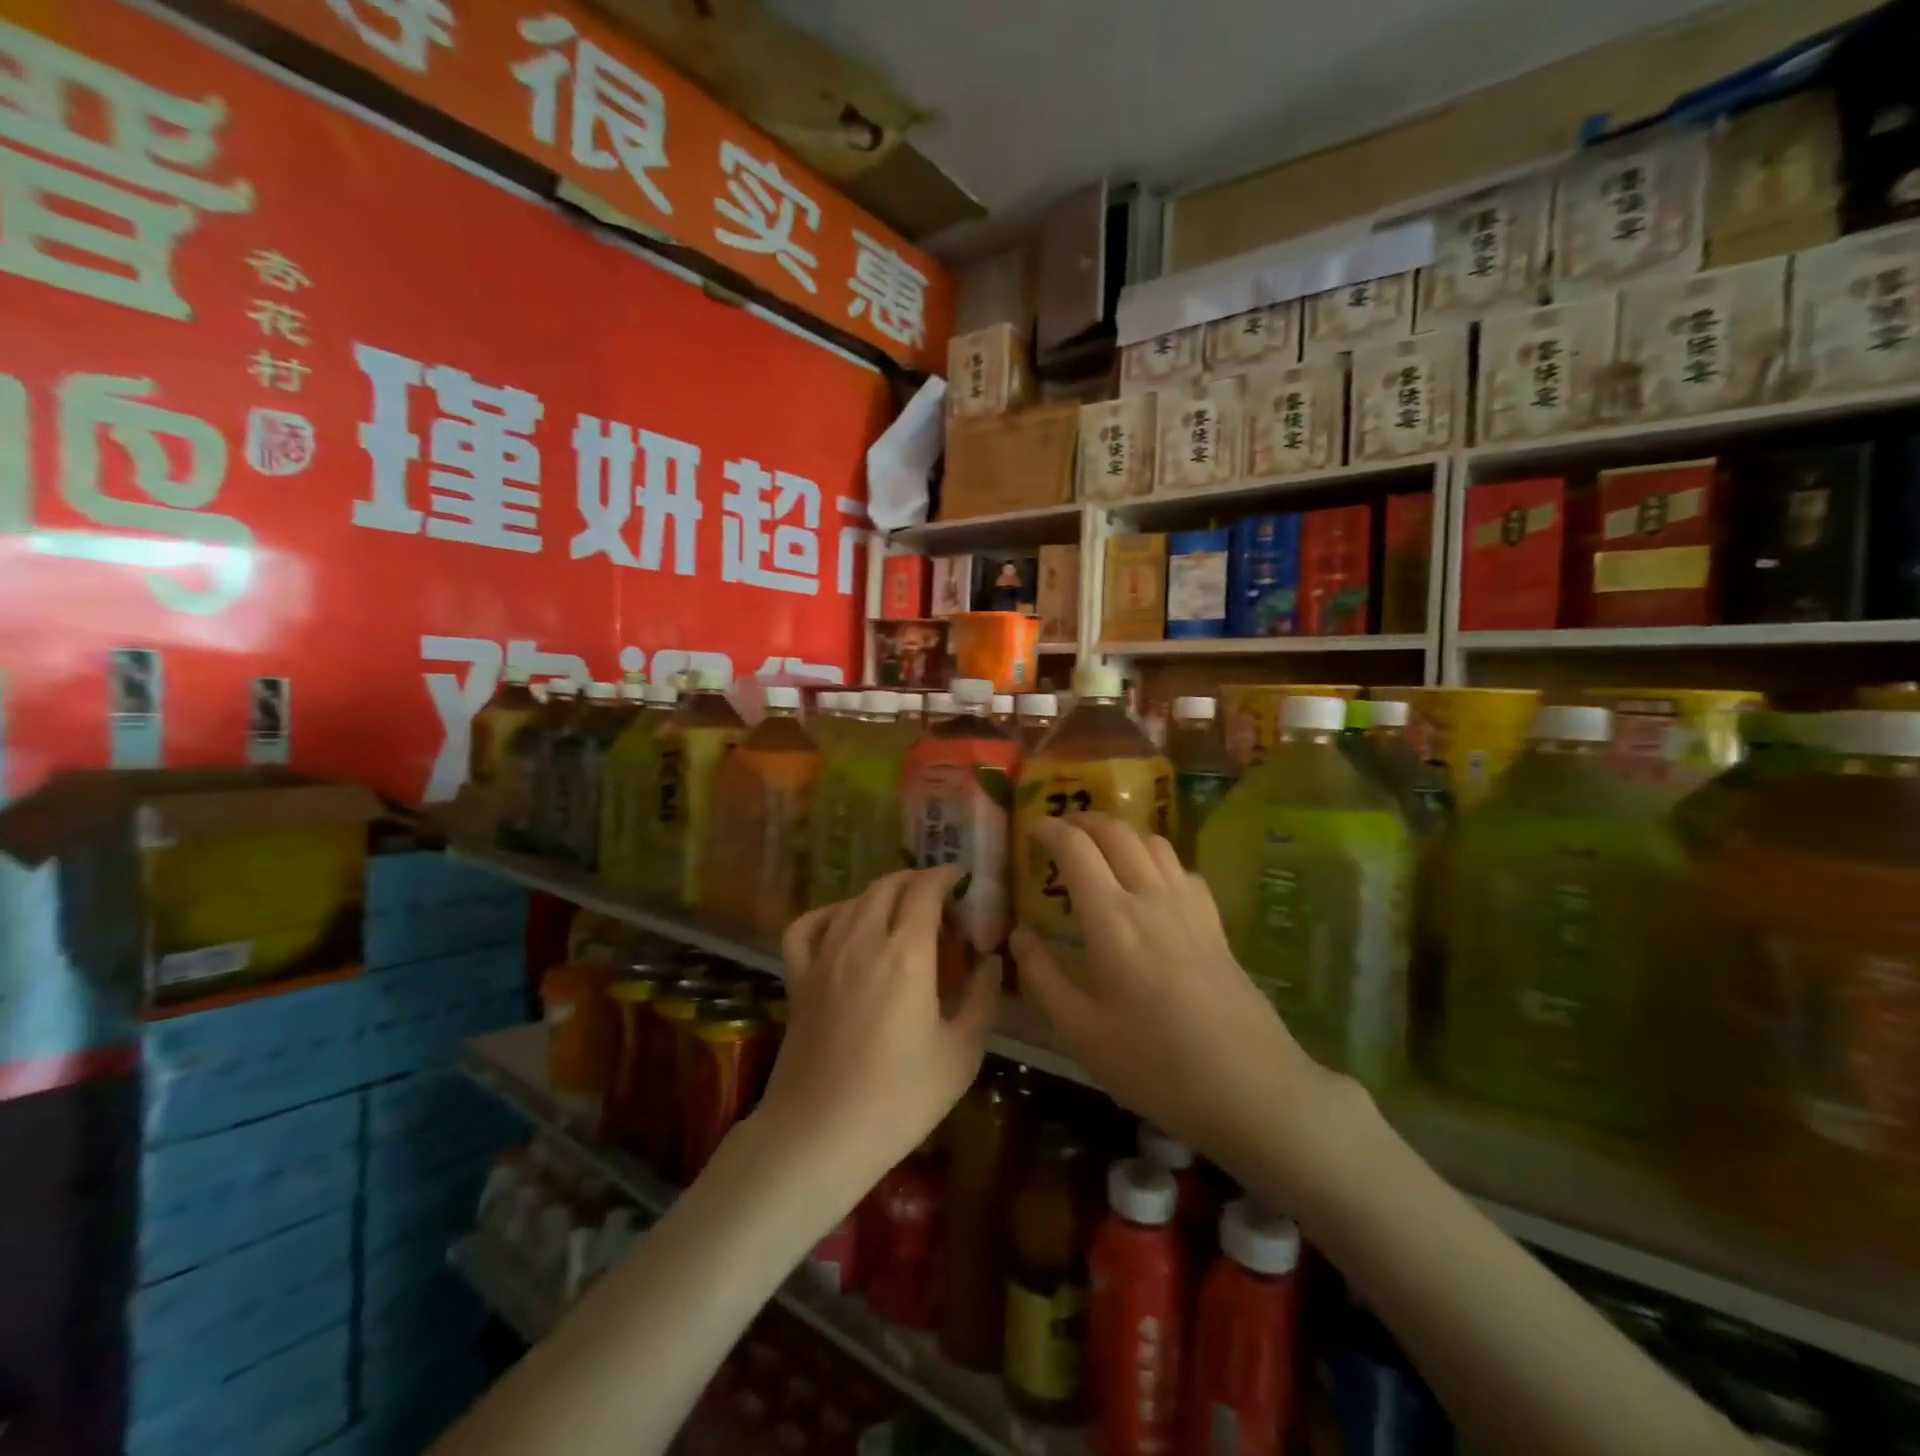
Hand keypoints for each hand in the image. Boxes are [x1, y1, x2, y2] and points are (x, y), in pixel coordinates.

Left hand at [765, 867, 1000, 1183]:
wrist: (819, 1135)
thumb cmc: (900, 1098)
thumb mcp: (962, 1052)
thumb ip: (982, 996)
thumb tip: (991, 959)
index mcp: (906, 953)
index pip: (925, 889)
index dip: (946, 875)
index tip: (964, 880)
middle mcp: (863, 940)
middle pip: (889, 885)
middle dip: (918, 881)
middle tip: (942, 904)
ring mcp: (824, 956)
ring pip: (854, 900)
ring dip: (883, 894)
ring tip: (903, 915)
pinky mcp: (798, 978)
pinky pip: (808, 925)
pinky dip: (830, 913)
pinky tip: (844, 925)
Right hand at [1009, 813, 1354, 1184]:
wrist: (1254, 1090)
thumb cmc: (1157, 1066)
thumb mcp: (1083, 1034)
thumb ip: (1044, 978)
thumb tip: (1019, 935)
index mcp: (1112, 919)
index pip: (1077, 848)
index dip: (1049, 829)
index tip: (1030, 828)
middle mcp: (1151, 898)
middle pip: (1117, 832)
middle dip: (1083, 820)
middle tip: (1060, 830)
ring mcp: (1189, 907)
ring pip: (1153, 842)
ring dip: (1120, 832)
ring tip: (1100, 847)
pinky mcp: (1215, 923)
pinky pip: (1181, 868)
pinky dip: (1155, 857)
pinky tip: (1150, 882)